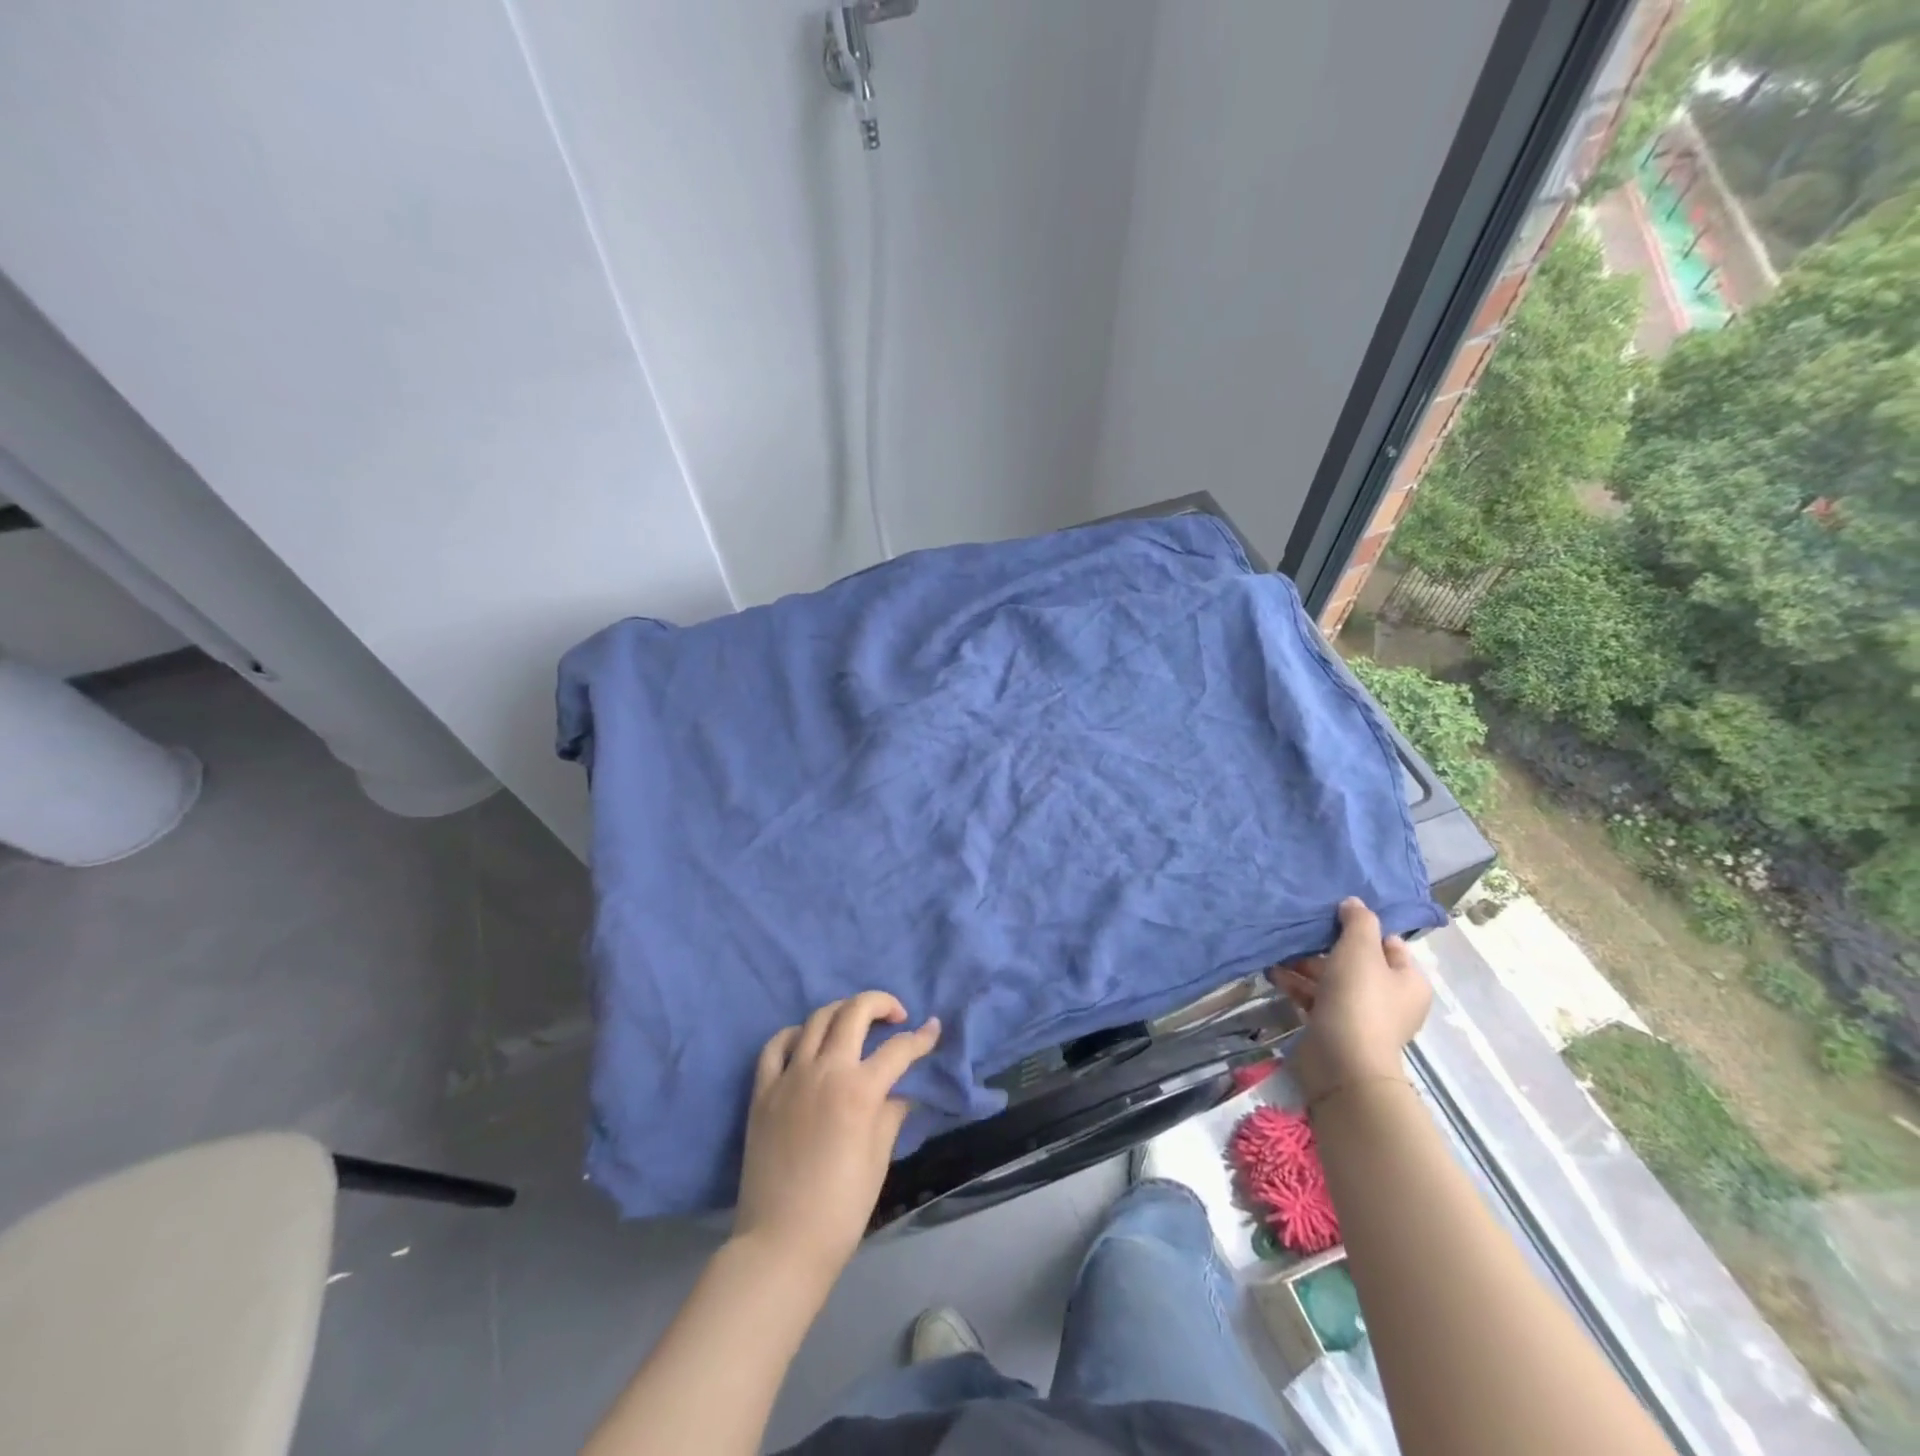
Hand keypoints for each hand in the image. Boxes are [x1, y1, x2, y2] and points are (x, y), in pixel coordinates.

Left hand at [734, 992, 940, 1280]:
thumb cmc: (841, 1207)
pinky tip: (805, 1042)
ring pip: (817, 1019)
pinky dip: (794, 1034)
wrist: (781, 1243)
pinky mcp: (763, 1090)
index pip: (899, 1049)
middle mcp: (825, 1070)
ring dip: (842, 1012)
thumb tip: (902, 1091)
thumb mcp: (879, 1158)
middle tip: (895, 1017)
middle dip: (881, 1004)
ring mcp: (789, 1076)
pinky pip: (776, 1046)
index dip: (922, 1038)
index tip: (933, 1029)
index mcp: (860, 1090)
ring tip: (855, 1024)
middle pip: (855, 1012)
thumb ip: (892, 1113)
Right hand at [1270, 897, 1429, 1102]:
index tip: (1330, 916)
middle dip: (1323, 947)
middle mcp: (1390, 998)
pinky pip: (1315, 998)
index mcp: (1408, 980)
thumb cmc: (1359, 999)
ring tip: (1277, 951)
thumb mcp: (1360, 950)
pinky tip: (1273, 973)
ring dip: (1304, 965)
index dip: (1360, 928)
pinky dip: (1297, 985)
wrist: (1342, 1062)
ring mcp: (1361, 1015)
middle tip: (1298, 933)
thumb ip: (1358, 921)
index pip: (1387, 943)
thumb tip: (1353, 904)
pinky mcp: (1334, 1028)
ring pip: (1331, 979)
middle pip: (1355, 960)